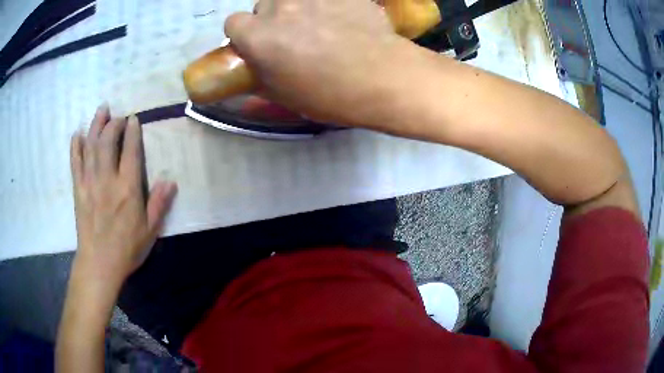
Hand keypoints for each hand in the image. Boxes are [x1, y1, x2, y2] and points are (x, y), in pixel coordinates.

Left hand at [69, 104, 176, 293]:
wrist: (99, 264)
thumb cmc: (126, 249)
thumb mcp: (149, 230)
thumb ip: (159, 204)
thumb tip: (170, 181)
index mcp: (127, 189)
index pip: (130, 151)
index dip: (132, 132)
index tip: (133, 119)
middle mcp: (107, 180)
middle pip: (107, 142)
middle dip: (113, 124)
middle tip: (117, 115)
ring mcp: (90, 183)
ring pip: (91, 147)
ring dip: (95, 126)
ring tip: (101, 110)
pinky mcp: (78, 190)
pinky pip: (75, 164)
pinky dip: (75, 147)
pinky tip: (77, 134)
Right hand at [225, 0, 412, 126]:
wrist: (383, 77)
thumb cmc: (330, 93)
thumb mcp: (283, 95)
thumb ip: (259, 75)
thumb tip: (253, 67)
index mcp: (258, 36)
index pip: (233, 23)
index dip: (245, 35)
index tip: (260, 45)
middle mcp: (278, 6)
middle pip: (263, 5)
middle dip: (272, 19)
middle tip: (295, 36)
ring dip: (297, 7)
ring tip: (320, 24)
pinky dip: (326, 4)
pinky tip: (341, 17)